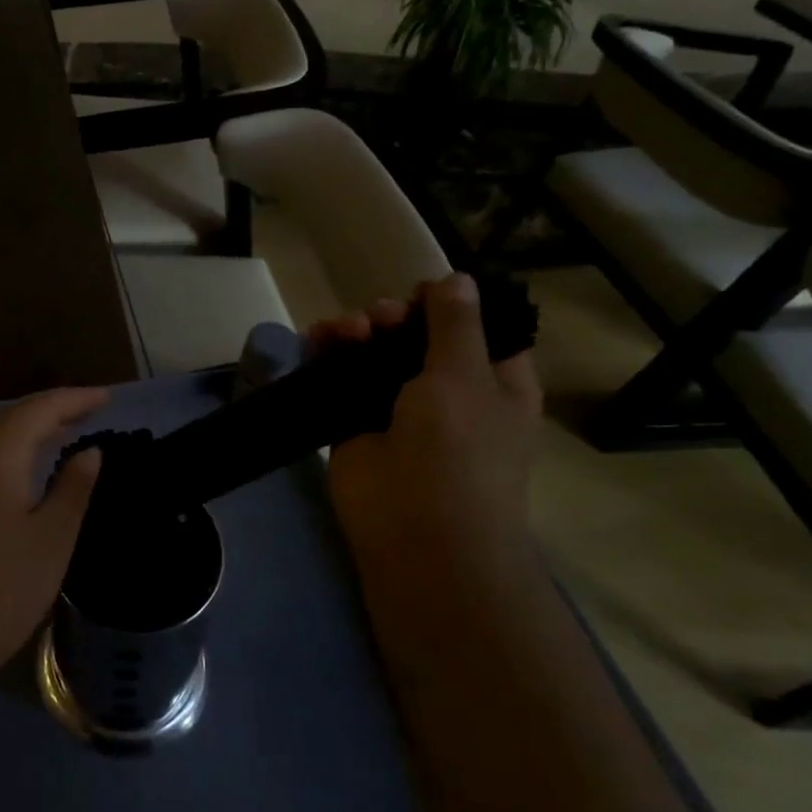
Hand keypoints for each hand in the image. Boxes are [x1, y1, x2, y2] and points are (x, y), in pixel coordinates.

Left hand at [0, 387, 106, 682]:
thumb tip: (90, 452)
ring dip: (32, 430)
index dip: (75, 399)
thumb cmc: (2, 589)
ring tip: (67, 432)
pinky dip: (13, 452)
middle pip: (13, 417)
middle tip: (91, 411)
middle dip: (54, 410)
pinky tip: (29, 468)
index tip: (107, 397)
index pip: (40, 409)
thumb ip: (74, 487)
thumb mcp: (52, 538)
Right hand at [313, 274, 540, 589]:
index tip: (422, 291)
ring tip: (347, 331)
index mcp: (493, 381)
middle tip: (381, 319)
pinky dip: (327, 352)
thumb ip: (455, 324)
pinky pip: (339, 374)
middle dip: (396, 316)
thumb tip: (457, 278)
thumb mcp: (464, 377)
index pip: (477, 327)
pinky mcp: (354, 419)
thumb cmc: (458, 451)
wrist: (414, 533)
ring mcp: (397, 406)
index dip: (451, 304)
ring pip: (374, 350)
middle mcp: (447, 390)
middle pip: (417, 333)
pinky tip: (318, 338)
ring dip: (359, 330)